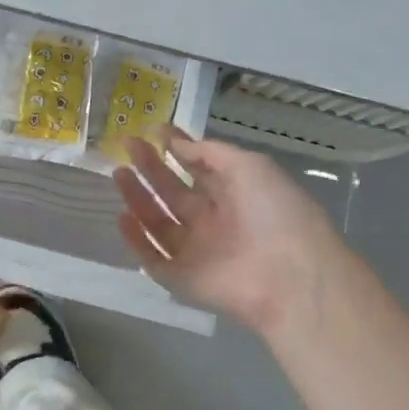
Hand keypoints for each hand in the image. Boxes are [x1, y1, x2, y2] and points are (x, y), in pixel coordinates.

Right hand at [114, 130, 348, 334]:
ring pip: (159, 223)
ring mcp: (198, 252)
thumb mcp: (249, 166)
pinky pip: (154, 258)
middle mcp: (215, 221)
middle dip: (151, 168)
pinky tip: (121, 217)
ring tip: (118, 172)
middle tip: (128, 145)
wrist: (290, 276)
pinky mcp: (183, 279)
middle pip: (175, 193)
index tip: (153, 130)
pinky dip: (137, 241)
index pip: (200, 168)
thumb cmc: (275, 212)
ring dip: (138, 198)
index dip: (178, 148)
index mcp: (236, 194)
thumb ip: (208, 153)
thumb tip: (174, 143)